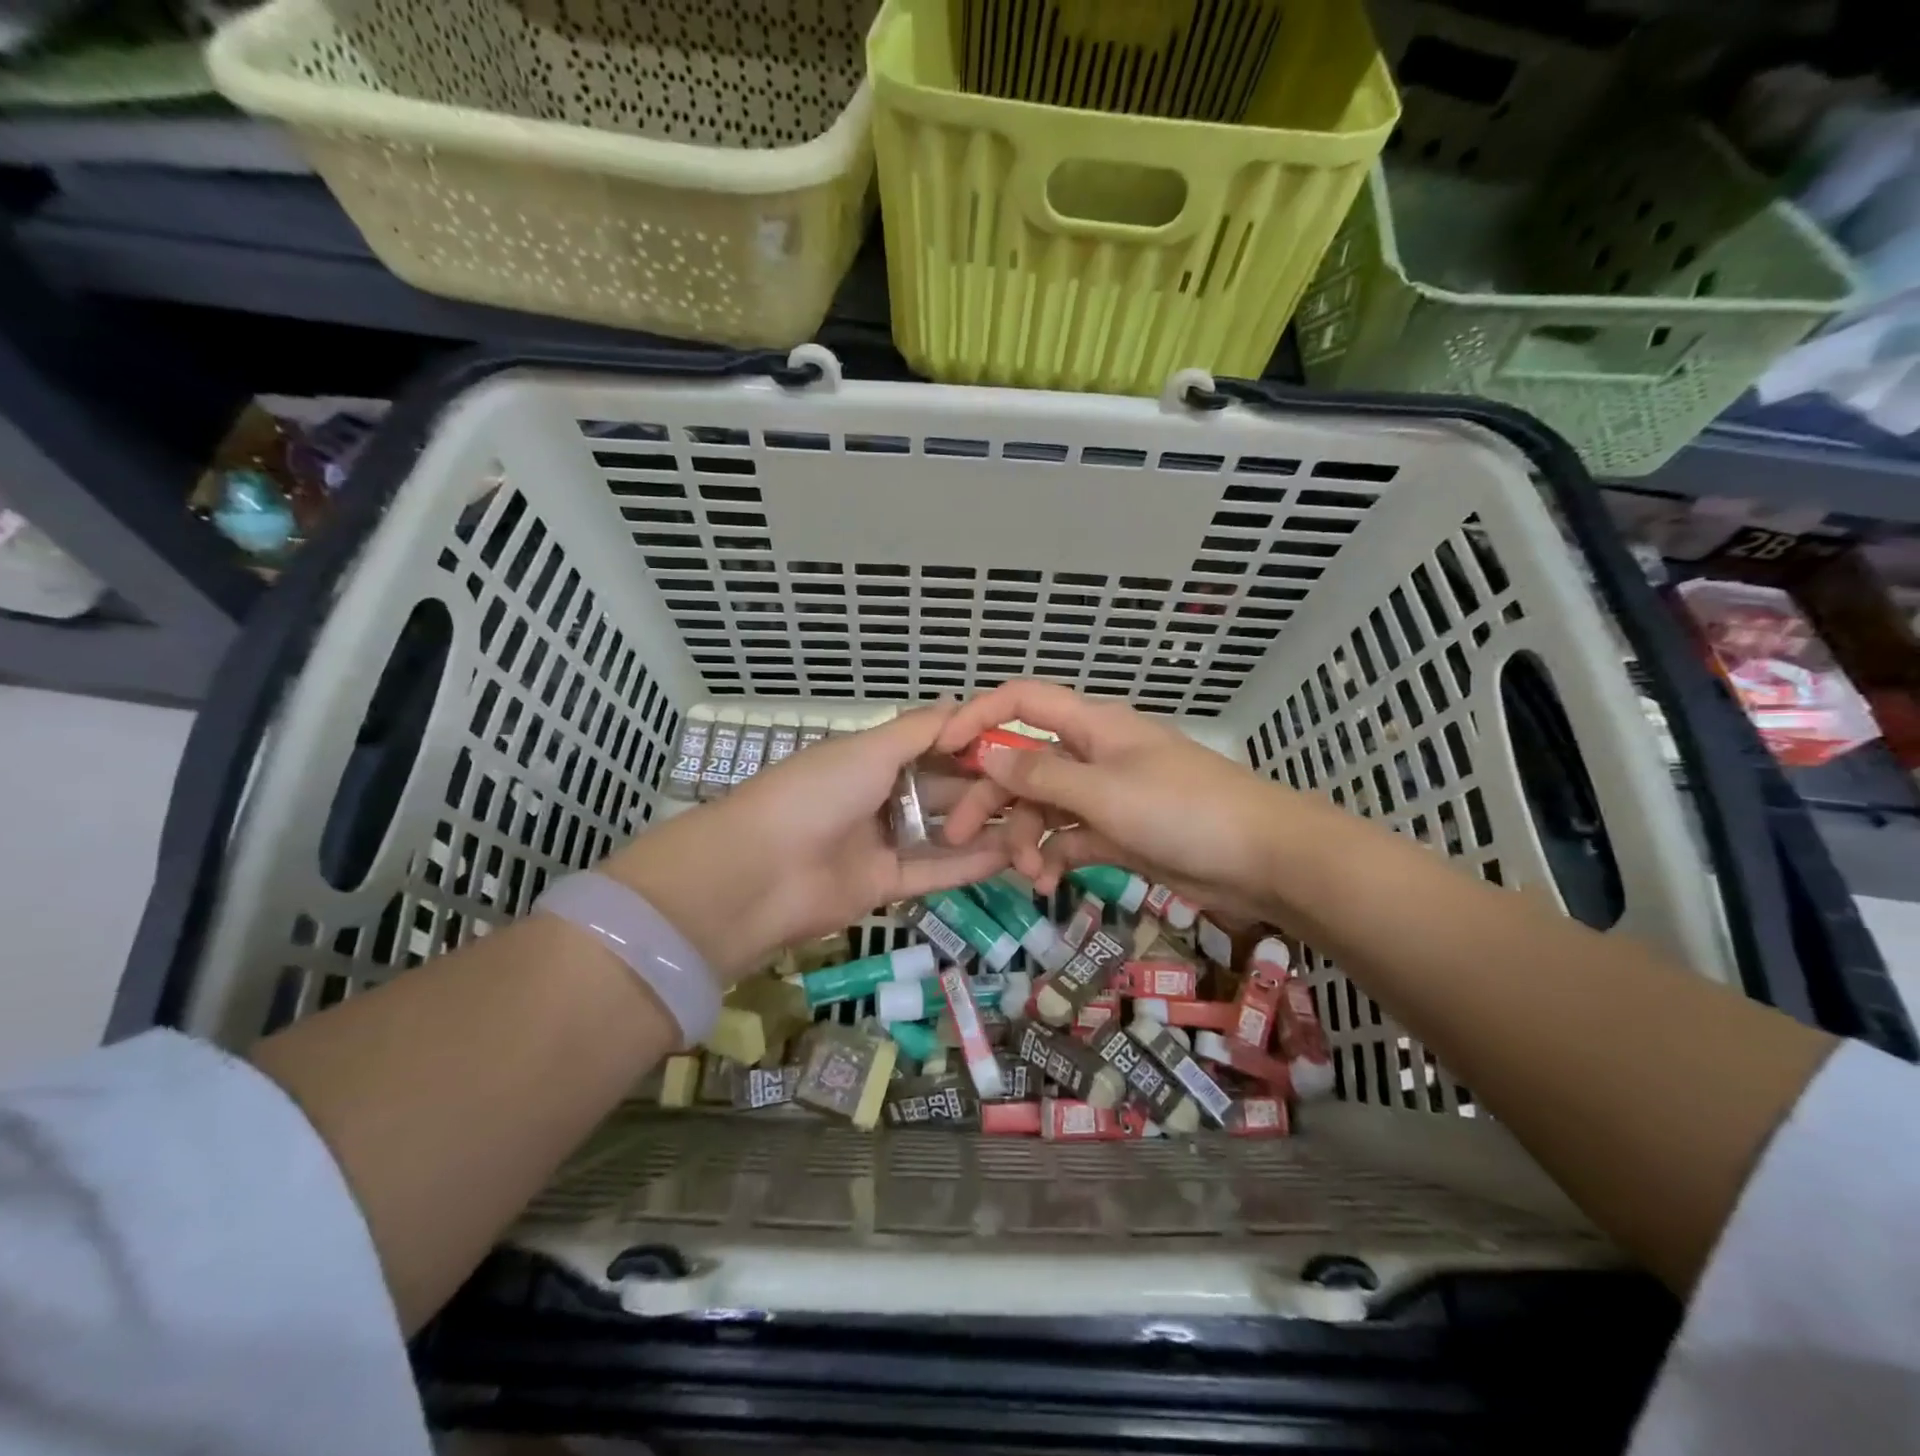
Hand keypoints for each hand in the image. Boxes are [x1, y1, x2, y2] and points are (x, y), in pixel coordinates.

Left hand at [602, 702, 1011, 981]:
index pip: (934, 747)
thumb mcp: (869, 749)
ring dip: (985, 829)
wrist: (760, 873)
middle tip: (1038, 792)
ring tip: (1036, 827)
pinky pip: (934, 871)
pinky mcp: (885, 885)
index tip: (1019, 747)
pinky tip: (1010, 856)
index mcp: (871, 758)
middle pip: (944, 790)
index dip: (974, 746)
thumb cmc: (816, 794)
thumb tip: (965, 702)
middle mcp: (880, 797)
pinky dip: (969, 864)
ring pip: (944, 833)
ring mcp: (882, 842)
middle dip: (986, 789)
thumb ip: (920, 730)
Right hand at [934, 681, 1302, 921]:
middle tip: (960, 836)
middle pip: (1024, 764)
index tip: (942, 749)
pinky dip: (1055, 857)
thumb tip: (986, 755)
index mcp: (1092, 726)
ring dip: (1026, 837)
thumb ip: (1042, 776)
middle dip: (991, 797)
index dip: (978, 716)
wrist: (1265, 859)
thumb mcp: (1105, 792)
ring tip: (1027, 874)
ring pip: (1044, 806)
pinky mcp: (1117, 832)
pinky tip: (1047, 883)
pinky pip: (1070, 837)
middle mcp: (1093, 754)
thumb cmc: (1184, 811)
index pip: (1022, 702)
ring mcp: (1105, 795)